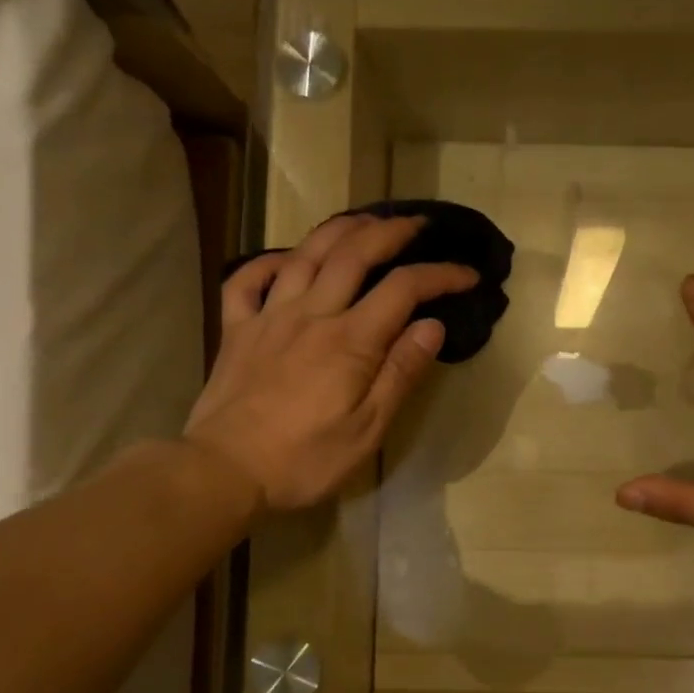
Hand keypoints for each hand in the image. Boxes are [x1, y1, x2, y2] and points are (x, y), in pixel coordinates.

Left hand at [185, 215, 477, 511]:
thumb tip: (432, 325)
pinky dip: (268, 261)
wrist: (225, 471)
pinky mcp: (237, 330)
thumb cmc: (304, 460)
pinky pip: (247, 280)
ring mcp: (268, 317)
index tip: (468, 275)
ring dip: (339, 230)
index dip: (440, 275)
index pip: (404, 289)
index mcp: (350, 341)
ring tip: (363, 220)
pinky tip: (286, 260)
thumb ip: (400, 373)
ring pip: (305, 254)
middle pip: (354, 254)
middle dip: (391, 231)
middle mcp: (311, 314)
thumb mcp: (368, 430)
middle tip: (416, 224)